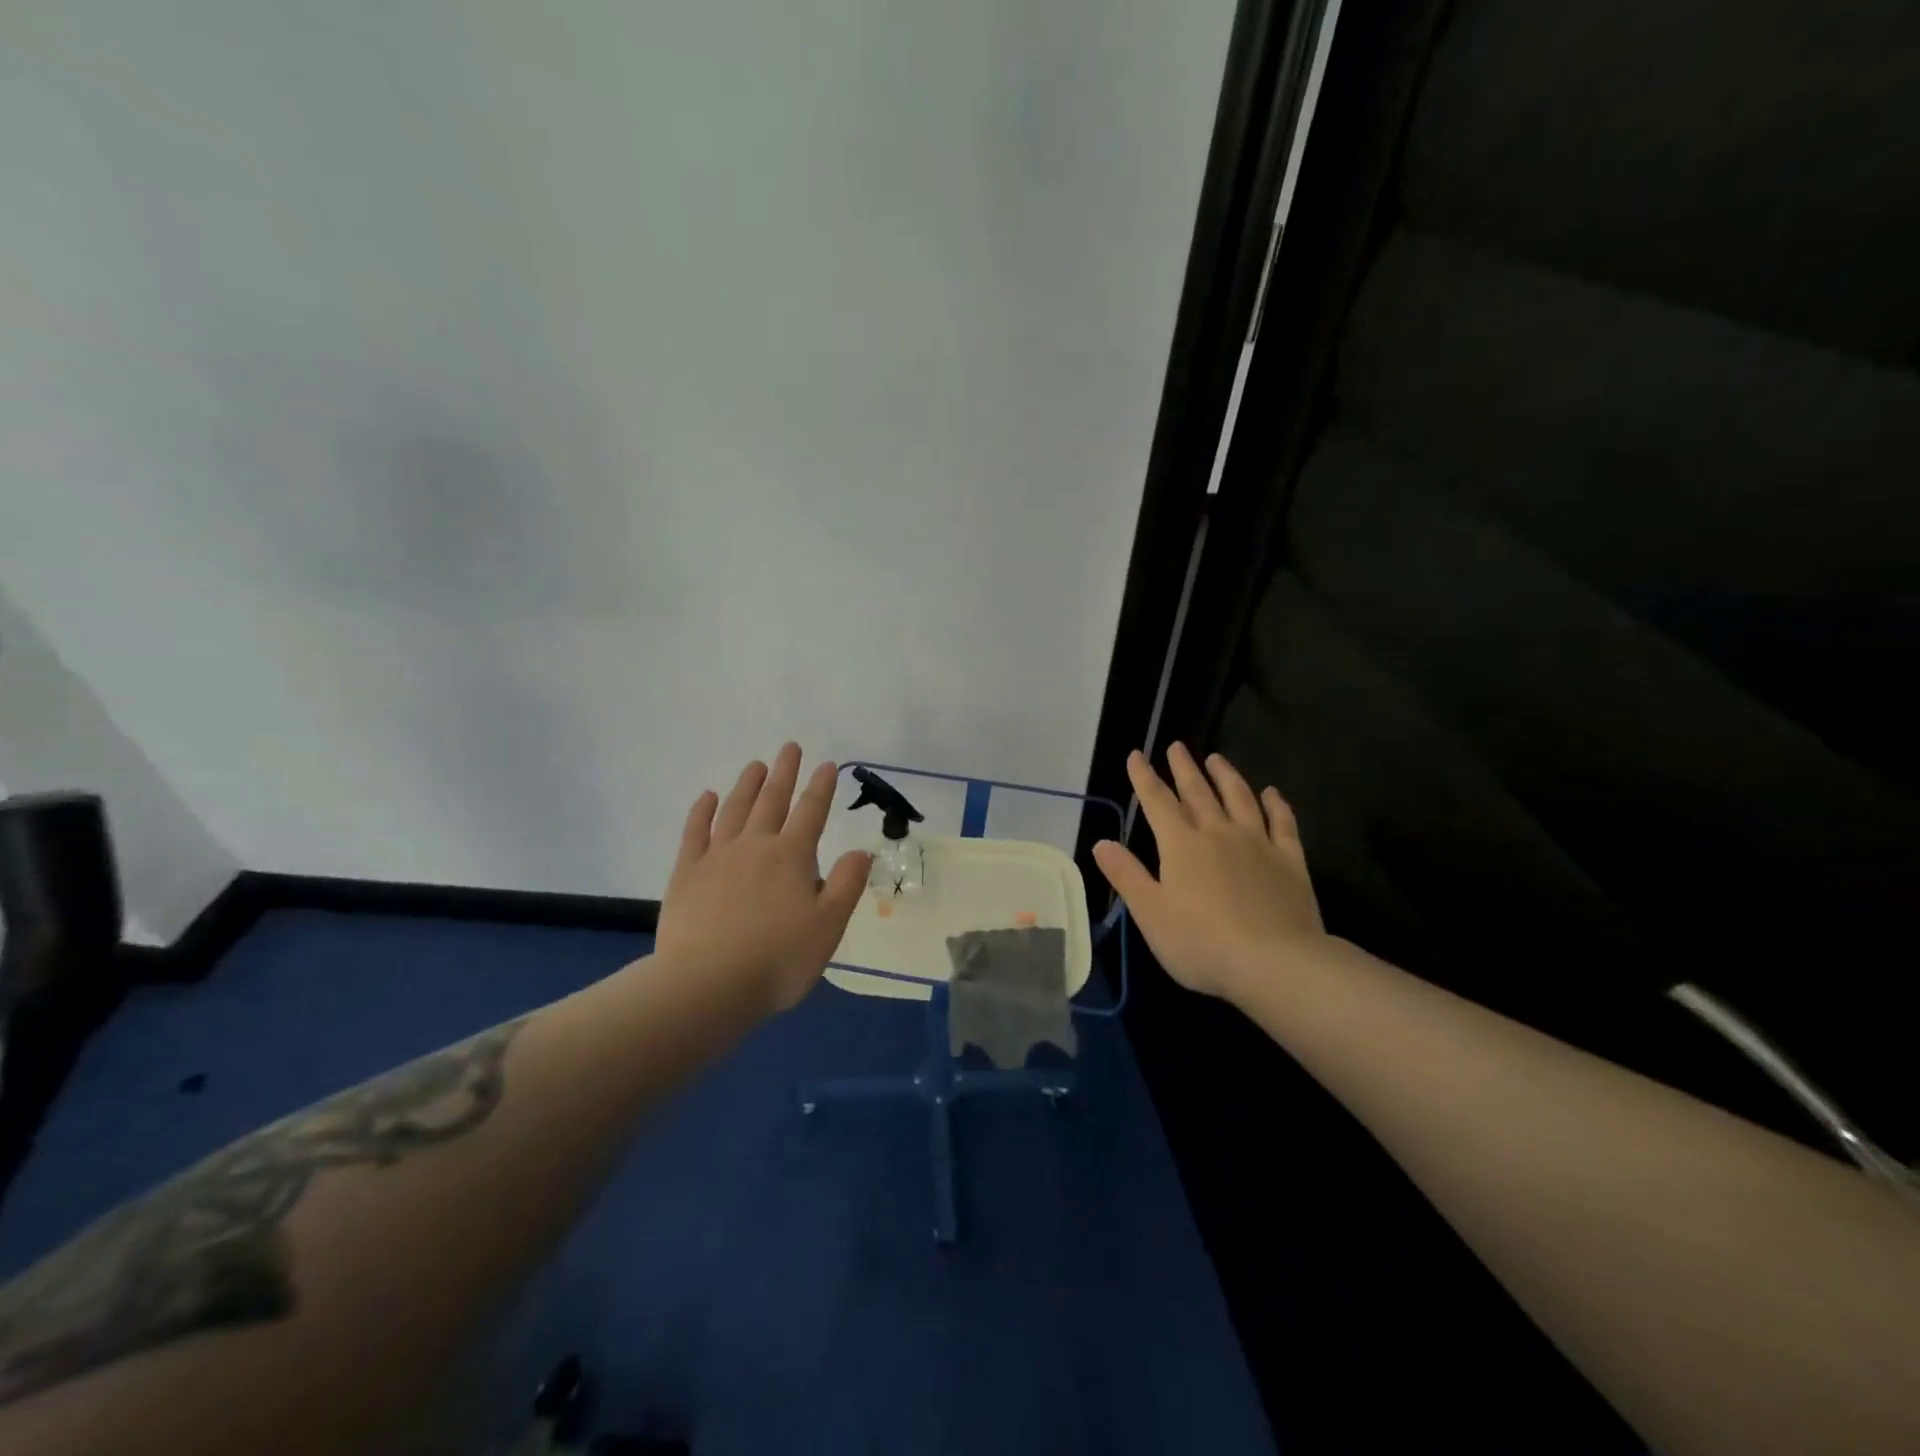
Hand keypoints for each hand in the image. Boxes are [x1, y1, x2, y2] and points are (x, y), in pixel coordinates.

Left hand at [655, 743, 871, 1014]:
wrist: (707, 985)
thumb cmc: (778, 960)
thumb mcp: (828, 927)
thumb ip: (846, 884)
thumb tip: (861, 850)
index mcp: (792, 857)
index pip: (811, 812)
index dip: (821, 787)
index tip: (827, 764)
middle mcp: (755, 846)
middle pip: (772, 801)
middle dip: (784, 773)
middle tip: (790, 747)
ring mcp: (717, 857)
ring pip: (735, 810)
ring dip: (747, 785)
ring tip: (755, 765)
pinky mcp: (686, 873)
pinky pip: (695, 833)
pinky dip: (702, 812)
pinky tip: (707, 797)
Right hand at [1092, 743, 1324, 1000]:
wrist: (1274, 962)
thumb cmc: (1201, 942)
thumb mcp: (1150, 913)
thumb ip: (1127, 875)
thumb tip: (1101, 842)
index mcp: (1181, 845)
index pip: (1157, 802)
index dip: (1144, 777)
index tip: (1136, 755)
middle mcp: (1218, 833)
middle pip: (1198, 792)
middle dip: (1184, 768)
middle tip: (1177, 746)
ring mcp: (1257, 844)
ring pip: (1240, 798)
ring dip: (1226, 776)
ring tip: (1217, 758)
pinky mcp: (1289, 861)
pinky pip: (1282, 823)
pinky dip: (1276, 805)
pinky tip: (1273, 794)